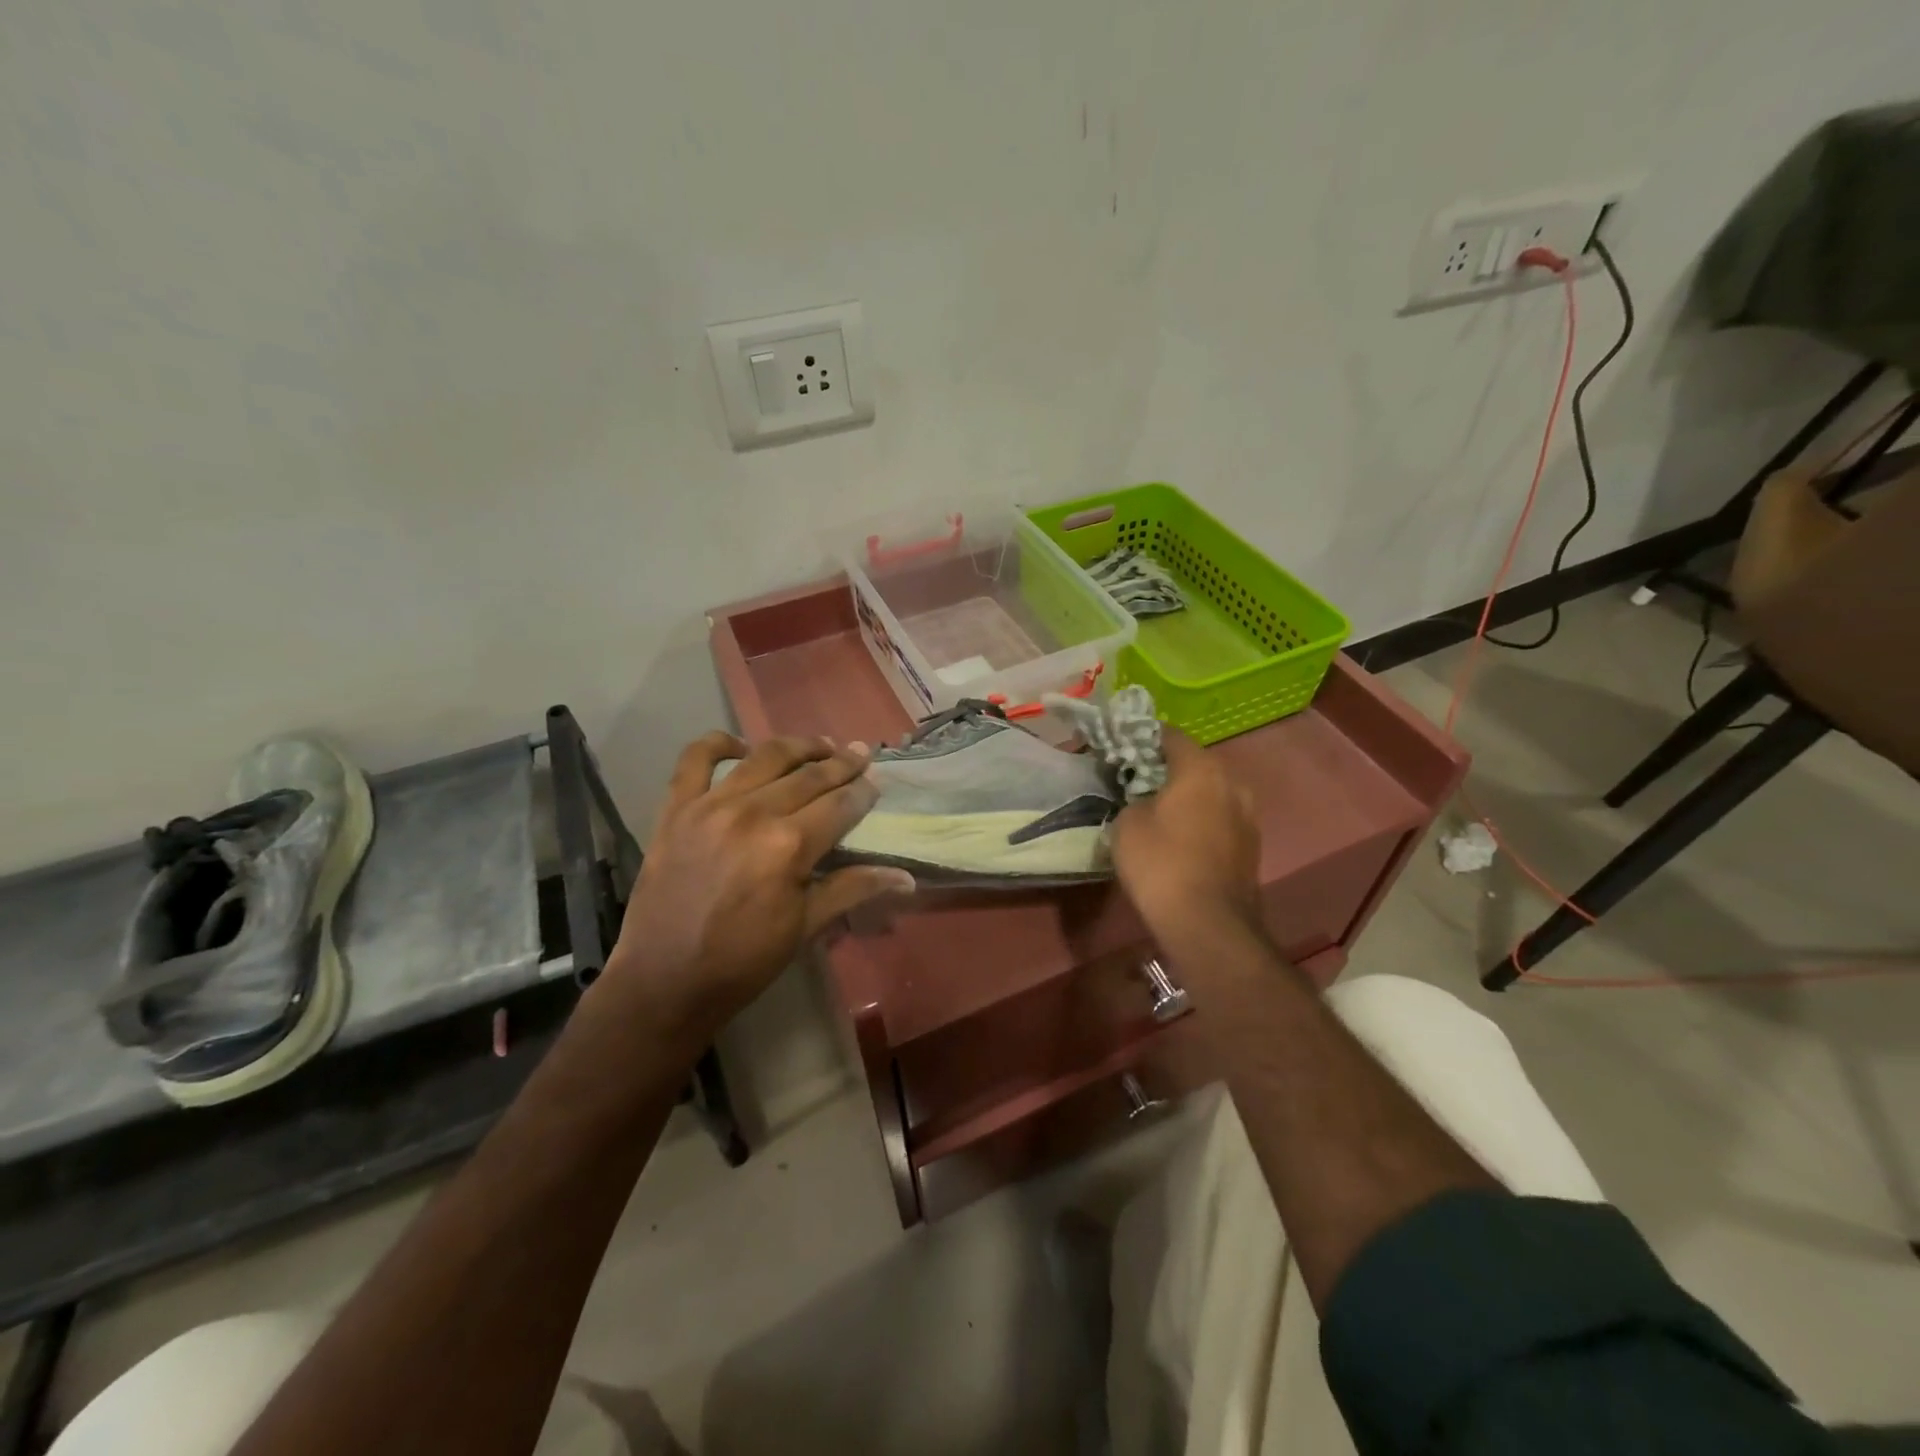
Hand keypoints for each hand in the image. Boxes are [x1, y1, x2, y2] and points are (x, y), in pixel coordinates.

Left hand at [605, 732, 914, 1038]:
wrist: (663, 981)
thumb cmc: (743, 961)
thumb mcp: (805, 927)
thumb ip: (854, 889)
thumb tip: (906, 876)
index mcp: (789, 846)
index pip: (840, 804)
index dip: (864, 790)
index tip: (878, 779)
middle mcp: (753, 813)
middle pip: (809, 775)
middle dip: (842, 763)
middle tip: (860, 752)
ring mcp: (711, 806)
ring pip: (764, 757)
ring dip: (798, 746)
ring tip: (819, 744)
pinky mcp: (676, 808)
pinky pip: (695, 759)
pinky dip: (718, 743)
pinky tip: (739, 746)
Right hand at [1111, 728, 1261, 941]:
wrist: (1208, 924)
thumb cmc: (1161, 864)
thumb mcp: (1127, 824)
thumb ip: (1134, 797)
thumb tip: (1144, 798)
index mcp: (1201, 768)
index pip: (1170, 735)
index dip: (1143, 737)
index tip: (1121, 746)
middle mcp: (1232, 782)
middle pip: (1194, 763)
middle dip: (1165, 768)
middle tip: (1135, 779)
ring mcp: (1248, 816)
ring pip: (1210, 792)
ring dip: (1186, 796)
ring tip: (1156, 809)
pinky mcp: (1251, 846)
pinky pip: (1219, 818)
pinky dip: (1200, 820)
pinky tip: (1178, 837)